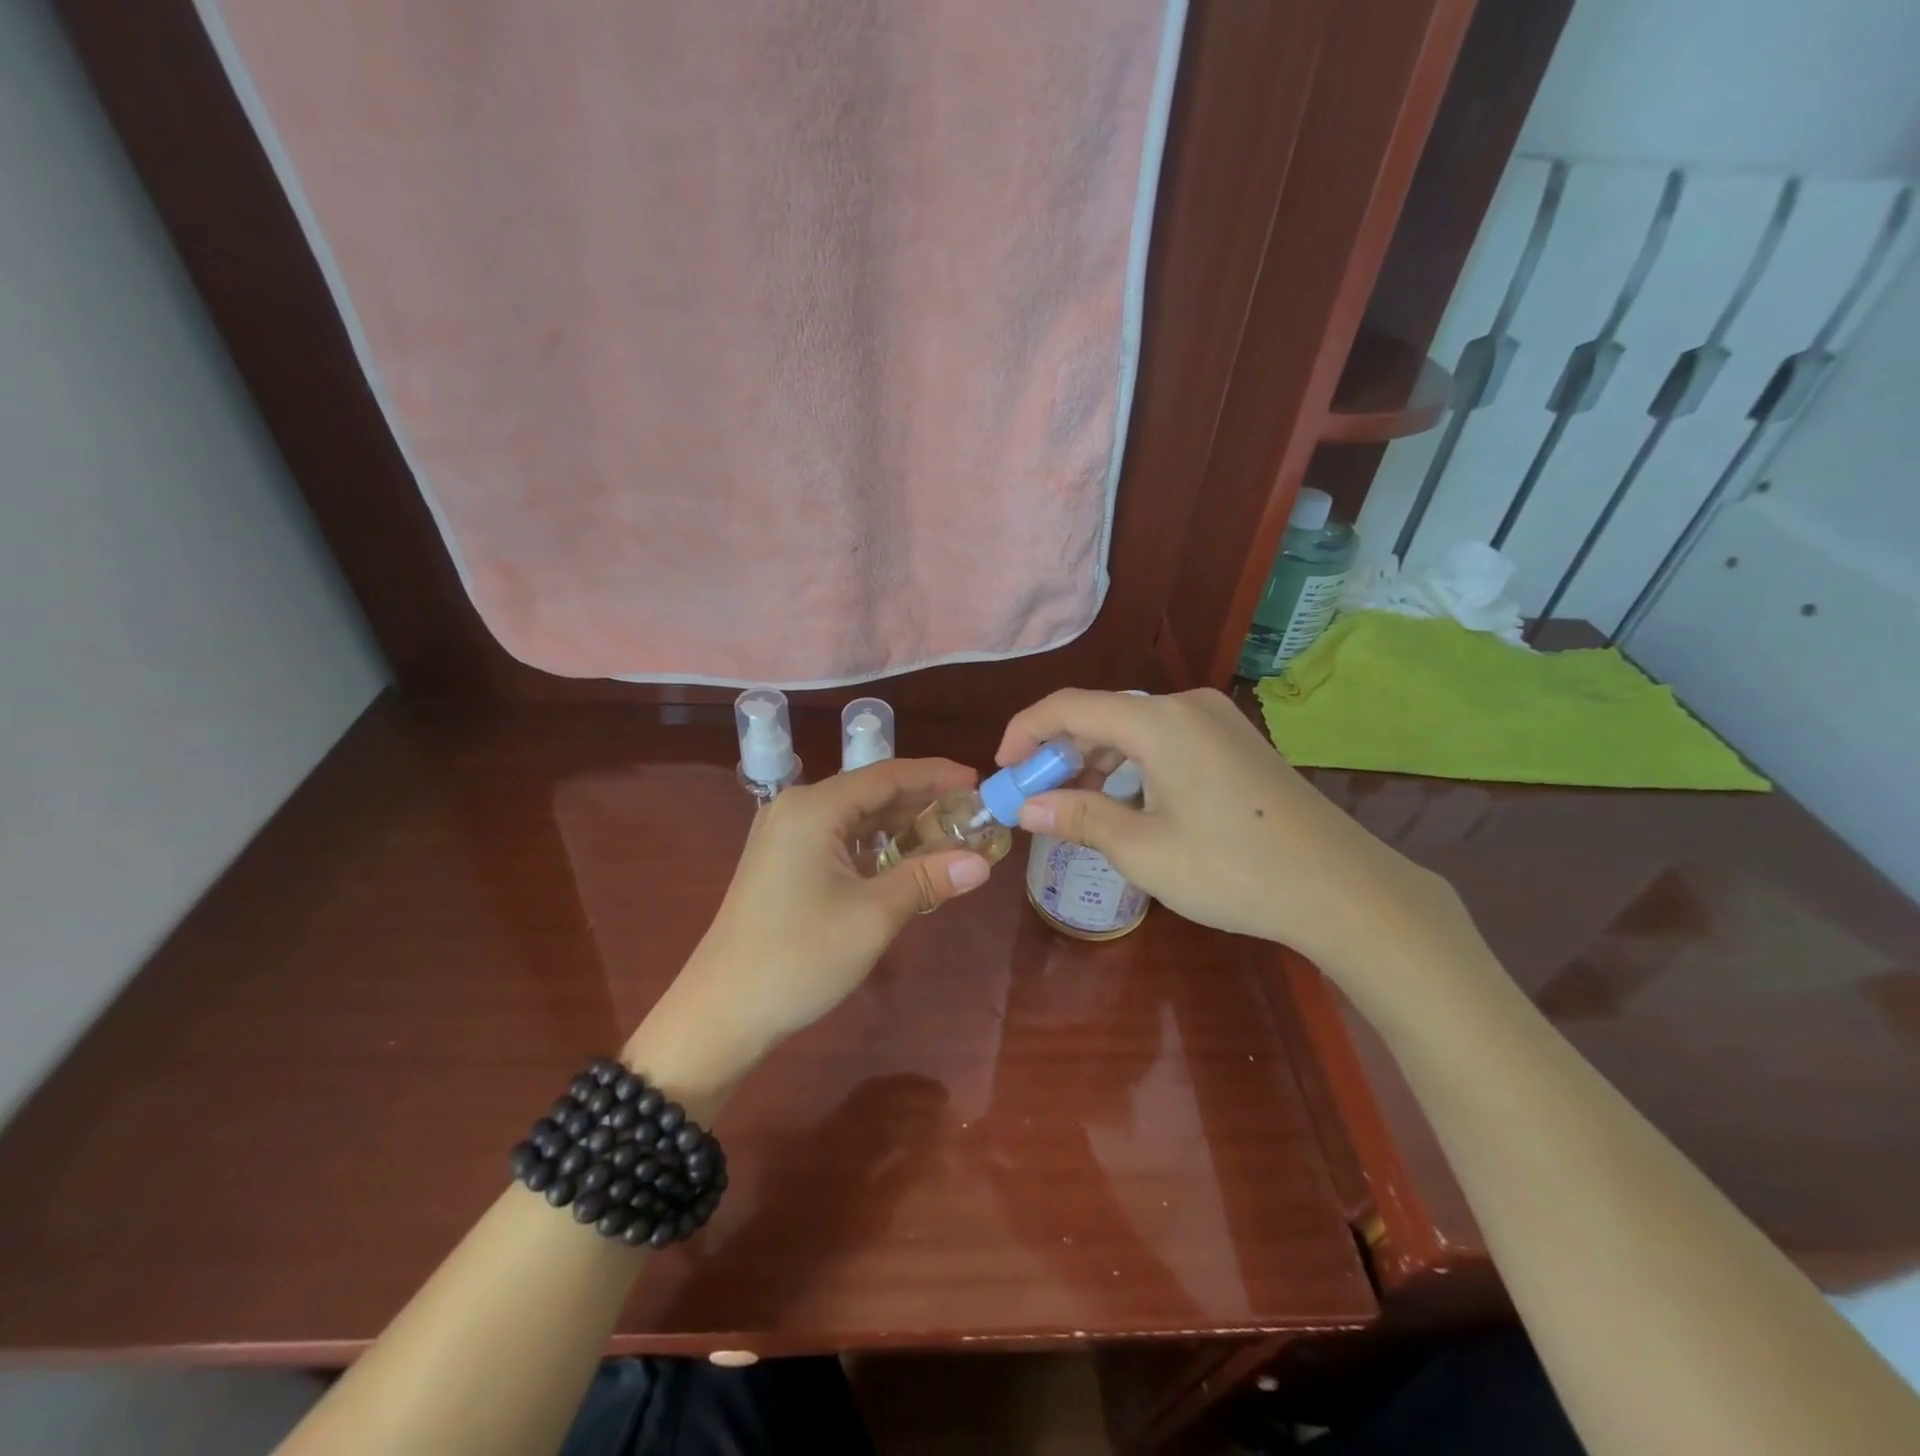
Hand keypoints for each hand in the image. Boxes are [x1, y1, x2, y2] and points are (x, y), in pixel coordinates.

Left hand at [626, 758, 994, 1101]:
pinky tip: (903, 860)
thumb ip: (928, 879)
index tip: (977, 781)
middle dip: (921, 801)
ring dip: (900, 825)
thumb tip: (982, 863)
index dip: (935, 776)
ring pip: (856, 817)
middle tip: (971, 812)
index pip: (887, 775)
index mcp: (814, 808)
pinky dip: (874, 845)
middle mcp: (797, 809)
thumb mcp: (874, 916)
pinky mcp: (782, 862)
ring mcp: (784, 835)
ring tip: (948, 834)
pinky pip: (839, 839)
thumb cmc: (799, 957)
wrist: (721, 1012)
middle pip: (871, 792)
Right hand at [997, 689, 1472, 985]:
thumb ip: (1080, 817)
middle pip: (1101, 713)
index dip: (1025, 732)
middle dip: (1060, 750)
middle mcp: (1186, 705)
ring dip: (1095, 758)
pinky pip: (1164, 738)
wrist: (1342, 888)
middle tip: (1035, 796)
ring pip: (1133, 726)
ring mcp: (1216, 720)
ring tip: (1075, 803)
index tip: (1003, 771)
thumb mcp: (1144, 850)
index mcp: (1159, 720)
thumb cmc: (1233, 870)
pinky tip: (1126, 799)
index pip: (1069, 707)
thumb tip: (1028, 806)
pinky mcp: (1235, 740)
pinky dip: (1132, 762)